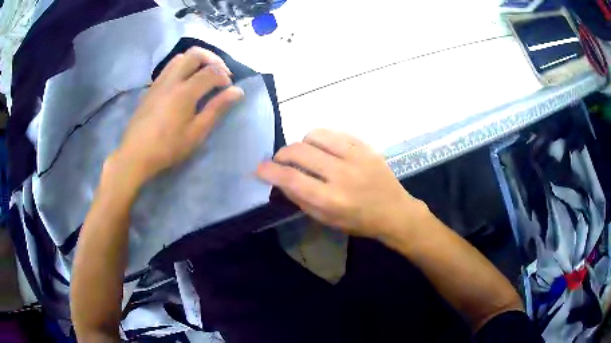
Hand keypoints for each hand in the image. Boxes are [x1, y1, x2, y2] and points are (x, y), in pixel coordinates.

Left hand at [112, 47, 243, 185]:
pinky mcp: (152, 87)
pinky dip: (182, 66)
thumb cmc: (168, 147)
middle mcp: (172, 80)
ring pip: (180, 57)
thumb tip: (237, 91)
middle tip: (219, 73)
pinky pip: (169, 67)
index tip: (229, 89)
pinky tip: (184, 82)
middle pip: (195, 54)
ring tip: (203, 75)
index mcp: (185, 92)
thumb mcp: (196, 132)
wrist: (135, 155)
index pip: (211, 72)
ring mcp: (159, 81)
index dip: (224, 77)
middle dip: (212, 59)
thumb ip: (216, 109)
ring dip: (196, 60)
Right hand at [256, 129, 427, 238]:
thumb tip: (280, 180)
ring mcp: (356, 157)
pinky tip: (323, 148)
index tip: (259, 168)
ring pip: (315, 136)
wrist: (394, 211)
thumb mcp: (327, 220)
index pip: (291, 179)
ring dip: (301, 143)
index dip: (270, 171)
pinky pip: (335, 133)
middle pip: (299, 152)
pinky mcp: (365, 146)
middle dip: (281, 154)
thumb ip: (301, 199)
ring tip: (304, 153)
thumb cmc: (359, 221)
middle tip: (280, 160)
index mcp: (331, 200)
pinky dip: (321, 139)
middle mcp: (342, 175)